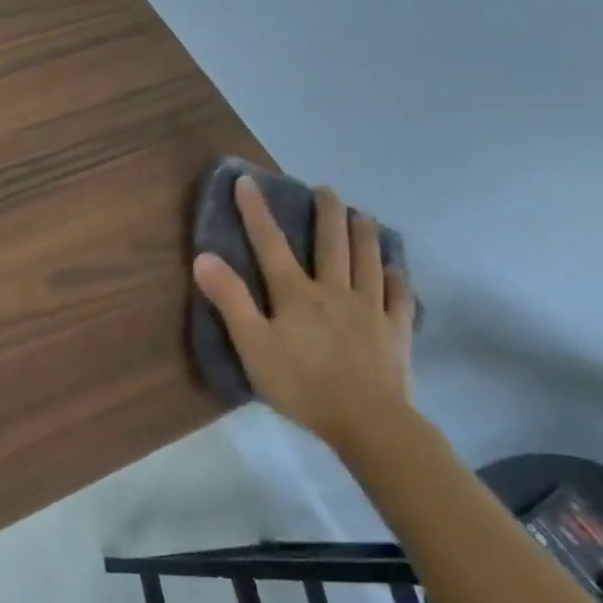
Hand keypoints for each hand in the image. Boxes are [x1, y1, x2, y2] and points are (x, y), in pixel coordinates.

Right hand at [192, 177, 415, 456]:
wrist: (368, 421)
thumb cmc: (301, 384)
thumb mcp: (252, 345)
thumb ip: (230, 300)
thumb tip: (204, 257)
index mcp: (296, 293)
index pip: (271, 243)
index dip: (256, 211)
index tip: (248, 181)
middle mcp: (335, 291)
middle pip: (331, 243)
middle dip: (326, 213)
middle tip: (325, 189)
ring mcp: (371, 309)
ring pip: (368, 260)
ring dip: (364, 233)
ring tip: (362, 215)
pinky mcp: (396, 330)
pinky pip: (398, 295)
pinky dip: (395, 277)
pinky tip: (394, 268)